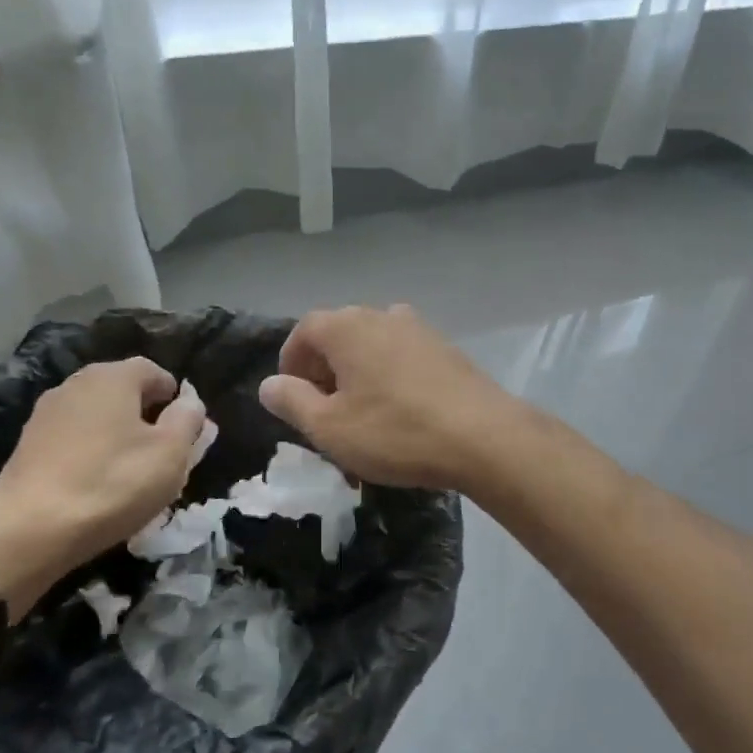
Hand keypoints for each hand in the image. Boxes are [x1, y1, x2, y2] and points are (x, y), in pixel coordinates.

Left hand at [0, 358, 204, 618]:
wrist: (27, 533)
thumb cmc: (112, 484)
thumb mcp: (171, 453)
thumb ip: (188, 419)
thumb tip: (190, 401)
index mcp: (112, 376)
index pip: (155, 371)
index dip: (176, 398)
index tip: (186, 432)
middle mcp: (76, 384)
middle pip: (124, 392)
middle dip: (148, 418)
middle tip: (164, 455)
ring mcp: (46, 414)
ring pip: (98, 417)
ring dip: (119, 437)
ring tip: (131, 475)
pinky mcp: (27, 446)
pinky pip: (73, 440)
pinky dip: (91, 455)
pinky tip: (97, 486)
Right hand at [258, 304, 515, 491]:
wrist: (483, 437)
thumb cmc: (395, 431)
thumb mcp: (330, 427)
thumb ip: (292, 401)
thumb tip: (269, 384)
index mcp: (347, 327)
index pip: (305, 330)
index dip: (292, 362)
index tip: (292, 396)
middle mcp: (382, 315)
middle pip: (339, 335)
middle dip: (324, 370)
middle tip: (323, 410)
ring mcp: (419, 329)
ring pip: (373, 346)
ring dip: (358, 374)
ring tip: (361, 414)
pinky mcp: (446, 349)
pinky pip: (402, 356)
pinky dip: (389, 376)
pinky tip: (399, 412)